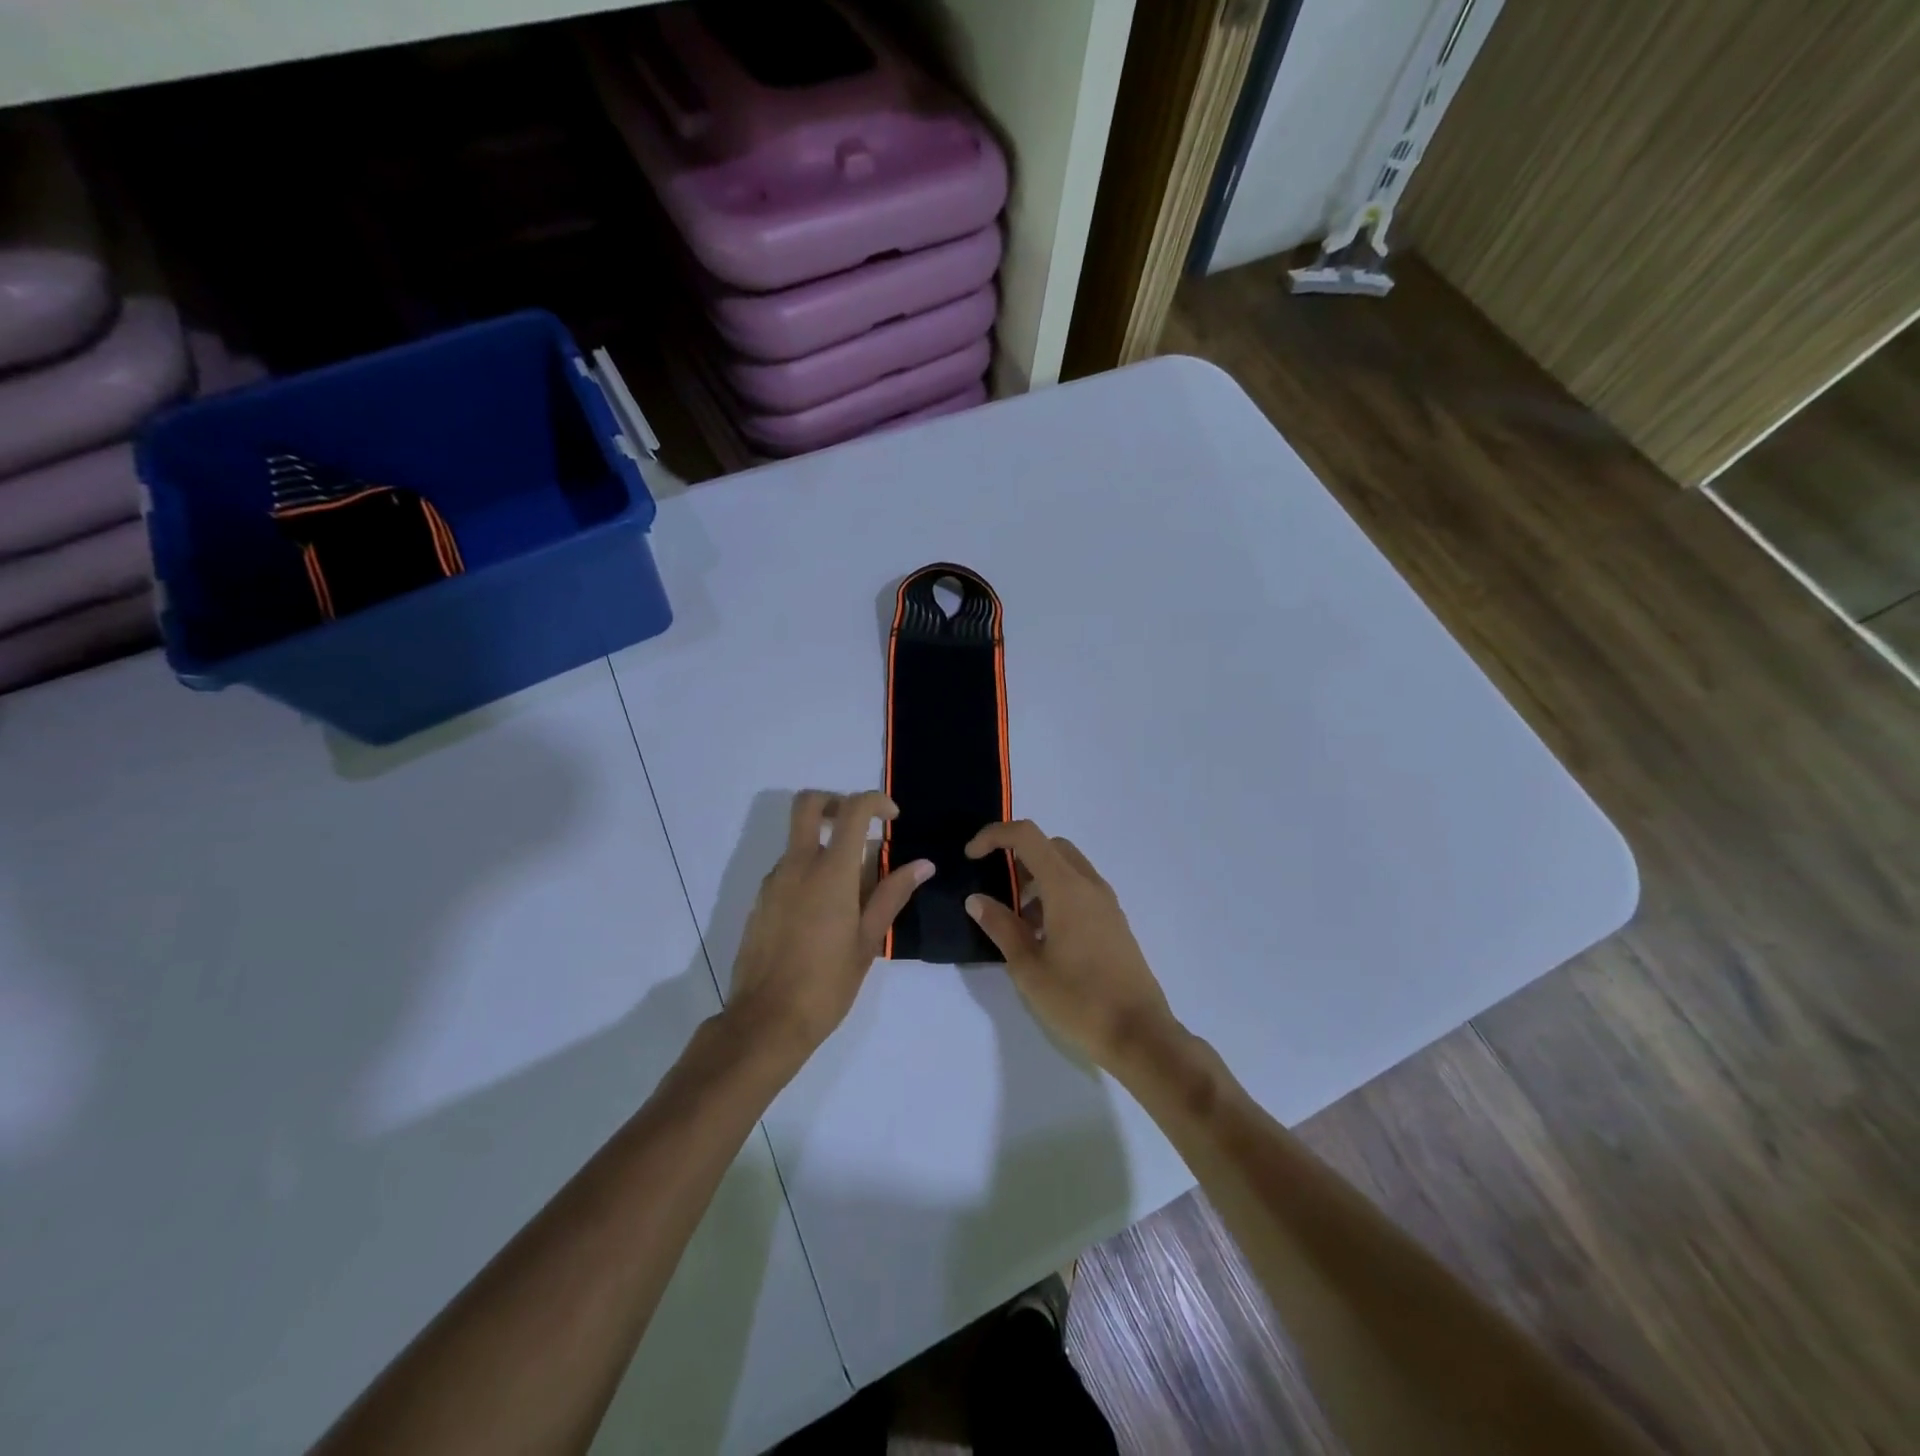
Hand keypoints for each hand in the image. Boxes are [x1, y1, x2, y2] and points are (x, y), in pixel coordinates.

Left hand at [726, 790, 933, 1058]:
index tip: (892, 818)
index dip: (874, 801)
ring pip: (798, 840)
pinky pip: (787, 869)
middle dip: (835, 801)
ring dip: (824, 843)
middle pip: (808, 804)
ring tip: (852, 889)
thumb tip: (923, 864)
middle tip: (860, 826)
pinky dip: (808, 870)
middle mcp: (796, 866)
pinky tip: (825, 912)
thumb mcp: (868, 940)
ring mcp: (773, 882)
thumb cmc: (827, 984)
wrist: (766, 1021)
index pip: (851, 810)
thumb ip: (893, 895)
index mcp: (830, 872)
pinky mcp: (760, 901)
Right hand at [963, 821, 1177, 1068]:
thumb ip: (1001, 926)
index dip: (994, 836)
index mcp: (1066, 887)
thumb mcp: (1028, 967)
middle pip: (1049, 846)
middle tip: (997, 888)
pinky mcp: (1115, 922)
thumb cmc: (1078, 1000)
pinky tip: (1044, 937)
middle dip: (1018, 857)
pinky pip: (1080, 890)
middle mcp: (1089, 885)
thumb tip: (976, 899)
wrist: (1139, 1034)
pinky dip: (1056, 895)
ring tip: (1017, 921)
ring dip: (1038, 879)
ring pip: (1067, 868)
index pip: (1027, 836)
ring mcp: (1106, 903)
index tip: (971, 857)